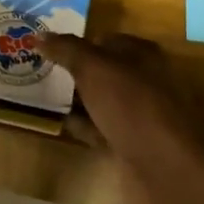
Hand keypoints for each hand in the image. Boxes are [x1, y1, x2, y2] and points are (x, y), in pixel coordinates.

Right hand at [40, 33, 203, 203]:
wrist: (167, 168)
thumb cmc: (133, 106)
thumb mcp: (96, 69)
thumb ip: (67, 50)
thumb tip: (39, 36)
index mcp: (142, 55)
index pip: (104, 40)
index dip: (76, 42)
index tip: (44, 48)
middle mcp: (143, 81)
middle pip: (102, 71)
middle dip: (73, 71)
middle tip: (36, 70)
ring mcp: (138, 116)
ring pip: (100, 101)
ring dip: (75, 100)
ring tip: (40, 95)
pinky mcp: (131, 145)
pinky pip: (100, 129)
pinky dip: (82, 126)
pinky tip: (58, 124)